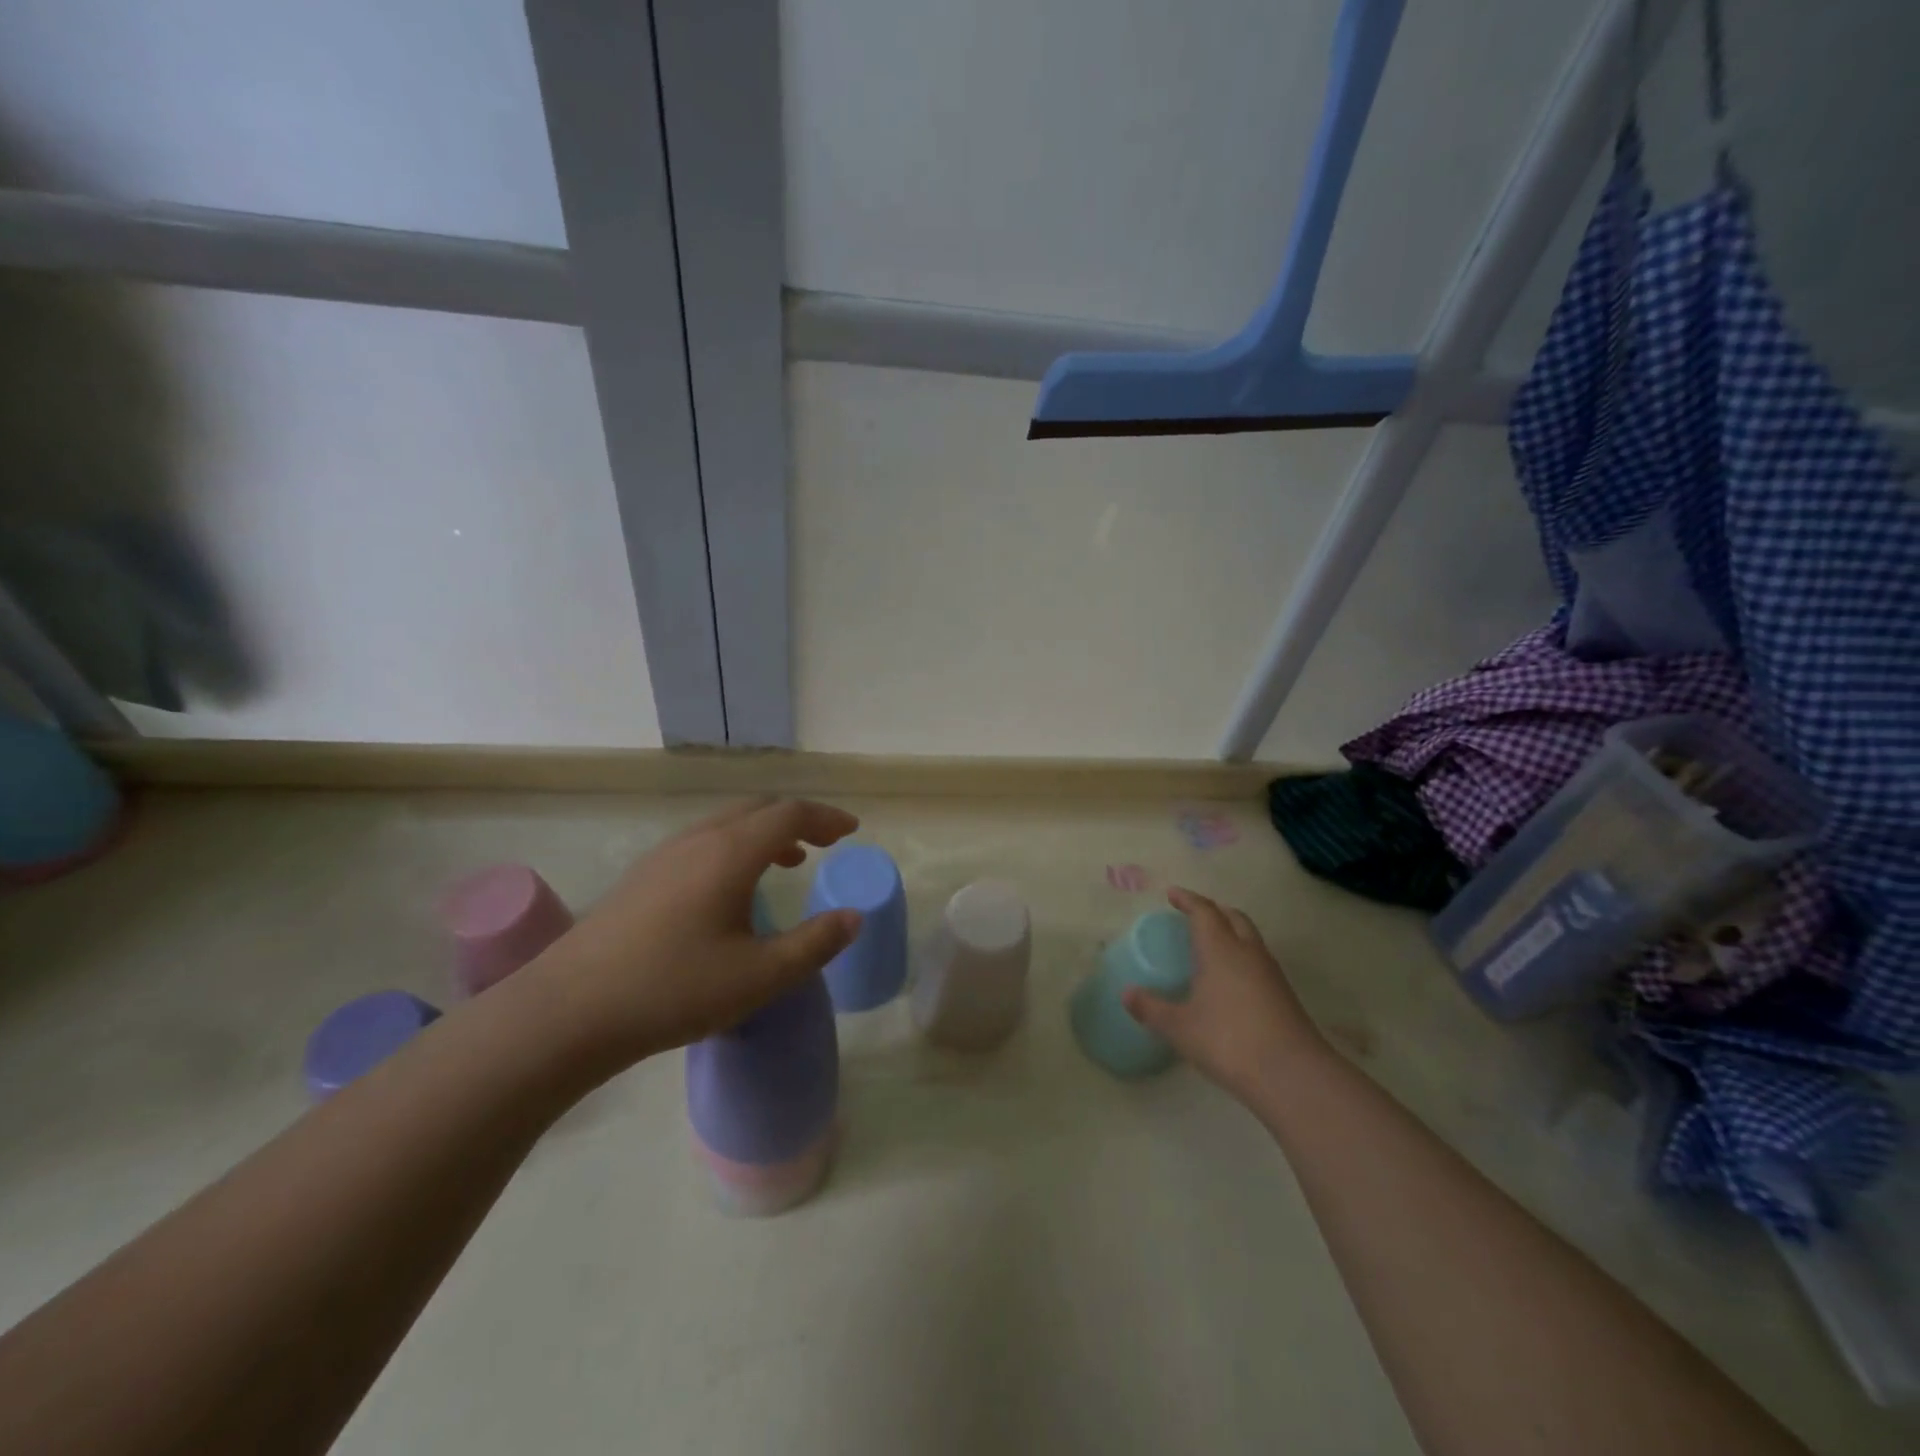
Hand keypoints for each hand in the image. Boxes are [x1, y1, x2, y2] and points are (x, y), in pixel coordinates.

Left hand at [523, 798, 862, 1074]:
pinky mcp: (642, 876)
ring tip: (788, 861)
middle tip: (827, 841)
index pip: (790, 814)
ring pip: (727, 823)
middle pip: (758, 808)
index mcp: (731, 852)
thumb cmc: (674, 990)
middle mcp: (699, 840)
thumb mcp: (759, 976)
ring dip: (765, 832)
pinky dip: (736, 846)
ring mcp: (664, 855)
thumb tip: (853, 917)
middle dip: (799, 819)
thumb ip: (814, 944)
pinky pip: (703, 841)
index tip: (852, 831)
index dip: (826, 817)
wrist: (568, 1011)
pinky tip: (732, 888)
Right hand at [1123, 887, 1326, 1100]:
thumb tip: (1126, 993)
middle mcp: (1248, 952)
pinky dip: (1242, 956)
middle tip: (1194, 914)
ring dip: (1231, 932)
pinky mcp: (1284, 996)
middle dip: (1213, 910)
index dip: (1187, 900)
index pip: (1204, 911)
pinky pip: (1259, 961)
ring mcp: (1271, 974)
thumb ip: (1151, 1008)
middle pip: (1233, 917)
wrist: (1292, 1075)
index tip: (1172, 894)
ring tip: (1211, 945)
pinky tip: (1231, 980)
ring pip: (1250, 938)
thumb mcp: (1180, 1027)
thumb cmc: (1228, 1041)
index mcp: (1221, 949)